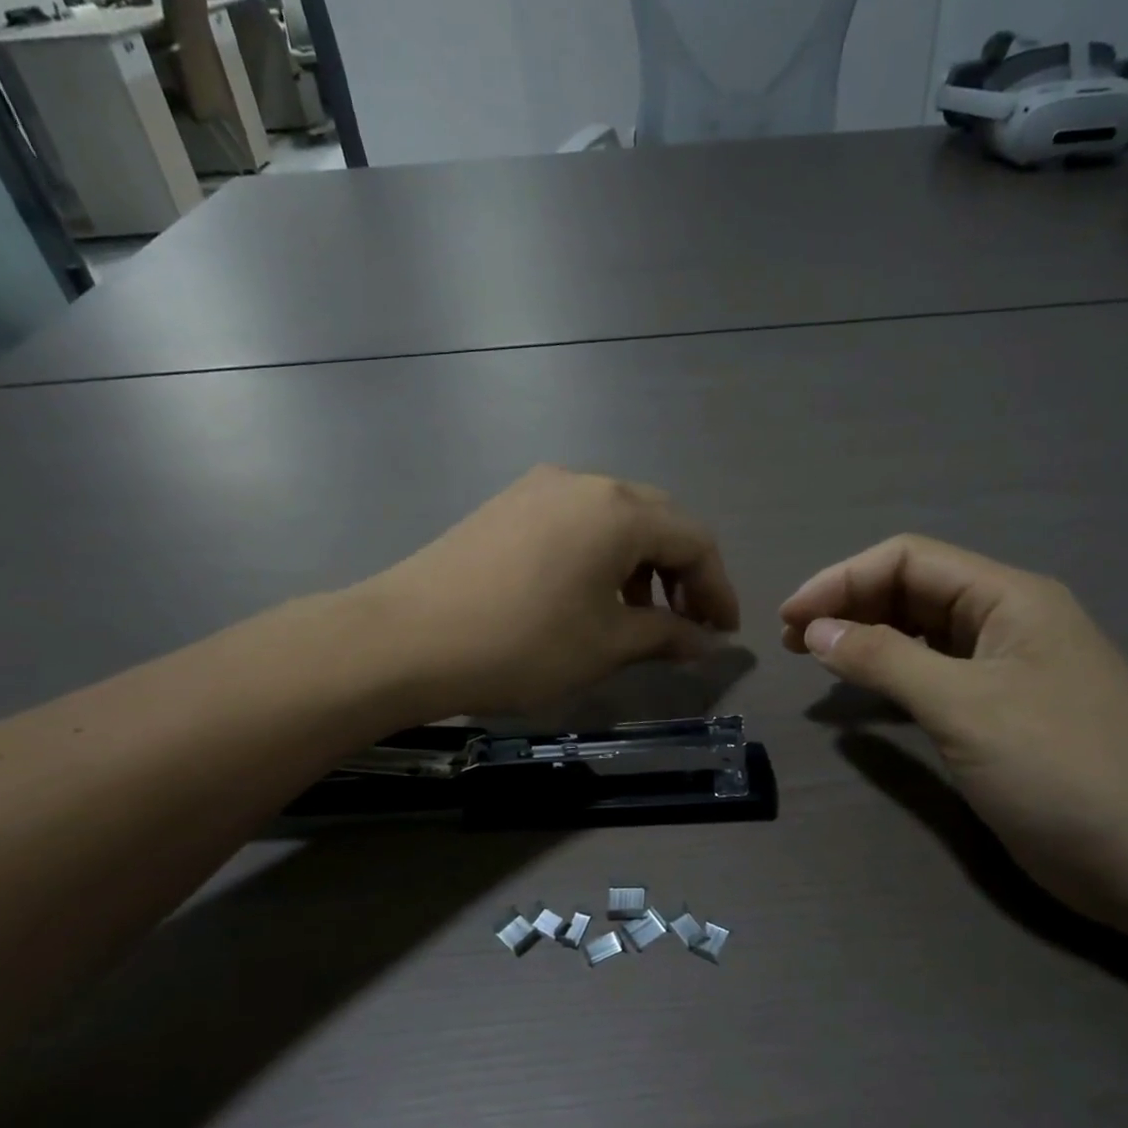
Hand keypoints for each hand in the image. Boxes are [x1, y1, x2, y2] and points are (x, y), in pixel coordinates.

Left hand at [368, 466, 739, 718]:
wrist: (404, 639)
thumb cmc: (522, 644)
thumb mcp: (606, 645)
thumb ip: (665, 636)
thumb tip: (705, 643)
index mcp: (620, 510)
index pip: (695, 540)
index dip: (718, 588)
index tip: (724, 633)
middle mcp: (585, 482)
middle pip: (658, 520)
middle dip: (682, 573)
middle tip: (687, 623)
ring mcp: (539, 488)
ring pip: (615, 518)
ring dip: (640, 563)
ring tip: (637, 615)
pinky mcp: (507, 505)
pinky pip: (575, 521)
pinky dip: (600, 555)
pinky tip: (587, 594)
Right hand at [780, 535, 1127, 915]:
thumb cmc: (1060, 770)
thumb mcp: (964, 706)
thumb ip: (885, 660)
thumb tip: (816, 630)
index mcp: (1009, 599)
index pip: (909, 560)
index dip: (842, 579)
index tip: (790, 618)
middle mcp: (1006, 622)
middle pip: (912, 590)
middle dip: (849, 604)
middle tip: (792, 639)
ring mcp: (1005, 668)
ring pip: (920, 631)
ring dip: (865, 636)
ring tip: (813, 656)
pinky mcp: (999, 711)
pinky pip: (932, 673)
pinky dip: (890, 672)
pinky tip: (862, 686)